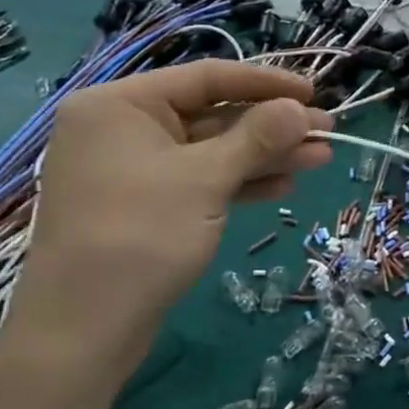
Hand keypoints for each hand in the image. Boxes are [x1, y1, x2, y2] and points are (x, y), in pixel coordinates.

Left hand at [9, 61, 333, 386]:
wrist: (82, 331)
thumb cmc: (139, 236)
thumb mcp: (205, 179)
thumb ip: (257, 136)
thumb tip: (299, 108)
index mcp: (120, 105)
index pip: (206, 77)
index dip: (265, 82)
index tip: (312, 92)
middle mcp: (122, 128)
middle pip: (213, 113)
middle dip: (272, 125)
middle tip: (326, 130)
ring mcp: (133, 169)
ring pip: (213, 149)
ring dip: (265, 154)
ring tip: (320, 157)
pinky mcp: (146, 204)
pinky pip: (201, 179)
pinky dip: (240, 180)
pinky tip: (283, 184)